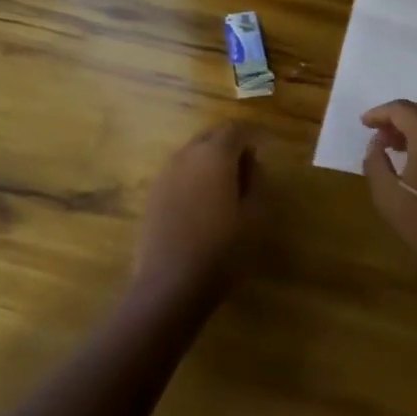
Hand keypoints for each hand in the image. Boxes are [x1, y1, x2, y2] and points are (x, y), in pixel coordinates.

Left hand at [133, 123, 261, 303]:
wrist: (169, 285)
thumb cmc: (222, 250)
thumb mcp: (255, 216)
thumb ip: (257, 180)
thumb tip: (251, 162)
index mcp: (214, 154)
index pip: (236, 129)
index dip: (252, 136)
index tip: (264, 149)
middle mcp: (186, 155)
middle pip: (211, 136)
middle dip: (229, 145)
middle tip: (247, 168)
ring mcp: (165, 174)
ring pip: (192, 154)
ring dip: (210, 161)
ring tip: (225, 187)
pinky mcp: (152, 194)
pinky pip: (179, 173)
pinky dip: (193, 177)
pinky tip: (202, 203)